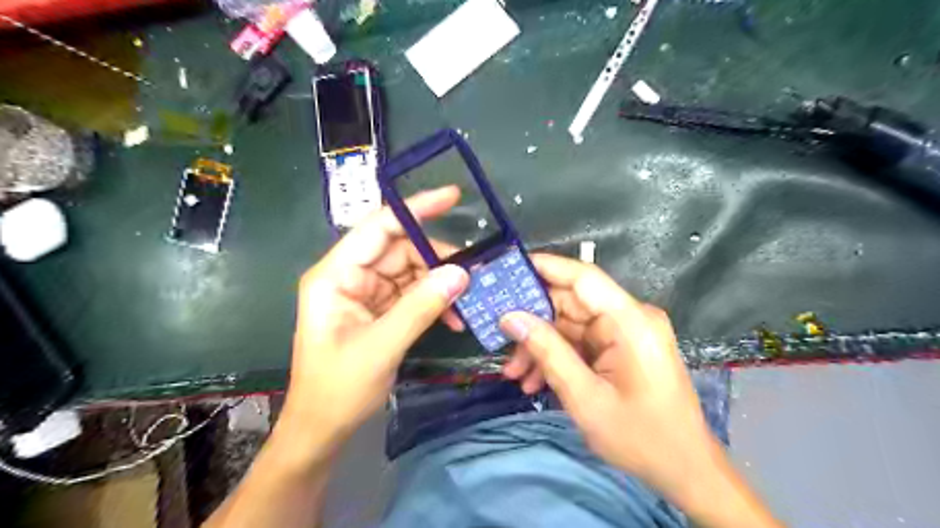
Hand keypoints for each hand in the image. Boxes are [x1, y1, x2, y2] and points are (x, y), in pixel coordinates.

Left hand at [277, 186, 469, 452]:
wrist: (322, 430)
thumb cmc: (337, 390)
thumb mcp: (381, 346)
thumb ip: (421, 306)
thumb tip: (461, 273)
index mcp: (335, 276)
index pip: (378, 227)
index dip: (415, 209)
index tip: (452, 196)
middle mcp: (349, 276)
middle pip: (400, 249)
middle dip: (437, 259)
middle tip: (473, 274)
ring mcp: (365, 293)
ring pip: (410, 271)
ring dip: (439, 284)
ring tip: (467, 303)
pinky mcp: (378, 309)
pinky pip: (412, 293)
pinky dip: (434, 301)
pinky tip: (454, 318)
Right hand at [499, 256, 725, 507]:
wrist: (685, 470)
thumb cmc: (641, 437)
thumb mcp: (585, 397)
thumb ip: (547, 351)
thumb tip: (510, 318)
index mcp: (630, 321)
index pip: (583, 277)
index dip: (545, 267)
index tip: (508, 269)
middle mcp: (629, 318)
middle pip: (571, 303)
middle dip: (533, 322)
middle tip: (499, 338)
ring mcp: (625, 333)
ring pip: (570, 326)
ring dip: (541, 346)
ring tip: (514, 373)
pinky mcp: (621, 348)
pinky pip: (581, 343)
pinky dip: (558, 357)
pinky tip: (534, 381)